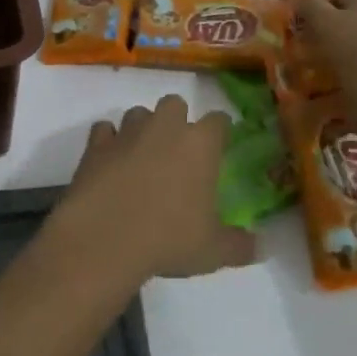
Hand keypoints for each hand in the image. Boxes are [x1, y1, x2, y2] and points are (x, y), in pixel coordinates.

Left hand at [57, 95, 255, 280]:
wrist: (104, 239)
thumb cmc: (168, 239)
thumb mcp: (213, 251)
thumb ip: (239, 245)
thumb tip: (260, 247)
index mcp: (200, 144)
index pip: (219, 121)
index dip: (220, 132)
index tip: (219, 149)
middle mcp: (165, 127)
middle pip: (175, 104)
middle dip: (177, 121)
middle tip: (177, 153)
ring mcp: (128, 132)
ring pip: (139, 113)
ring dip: (143, 129)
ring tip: (142, 158)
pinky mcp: (96, 144)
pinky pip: (104, 131)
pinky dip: (108, 142)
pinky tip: (110, 163)